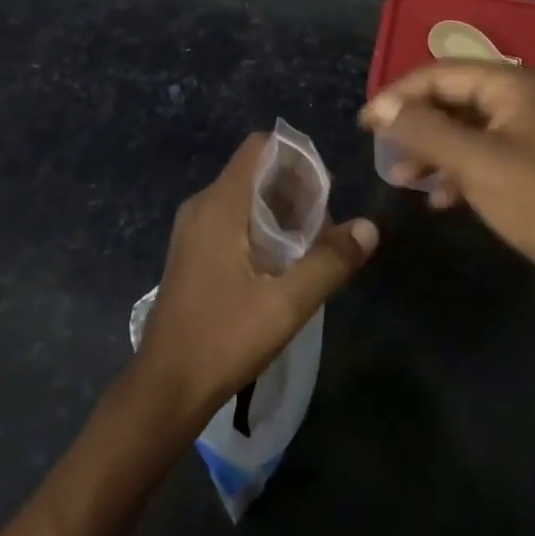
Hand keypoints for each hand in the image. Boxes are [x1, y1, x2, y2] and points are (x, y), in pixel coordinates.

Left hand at [133, 133, 378, 429]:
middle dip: (295, 188)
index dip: (296, 156)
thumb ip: (329, 262)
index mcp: (219, 205)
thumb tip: (369, 227)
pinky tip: (282, 263)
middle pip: (255, 172)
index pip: (259, 147)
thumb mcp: (286, 304)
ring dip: (281, 211)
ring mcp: (193, 231)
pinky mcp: (192, 253)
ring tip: (312, 244)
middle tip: (326, 224)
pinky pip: (232, 220)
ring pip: (245, 198)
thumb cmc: (223, 339)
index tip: (326, 187)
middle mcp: (202, 207)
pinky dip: (261, 227)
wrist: (165, 388)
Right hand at [362, 61, 534, 320]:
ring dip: (431, 152)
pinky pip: (482, 160)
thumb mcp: (476, 163)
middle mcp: (519, 102)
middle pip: (452, 100)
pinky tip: (438, 200)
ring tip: (402, 179)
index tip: (364, 123)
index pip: (440, 73)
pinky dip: (456, 175)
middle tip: (381, 150)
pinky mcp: (531, 171)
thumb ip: (425, 130)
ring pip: (464, 133)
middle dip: (415, 124)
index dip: (398, 94)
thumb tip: (382, 107)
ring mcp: (527, 137)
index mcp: (510, 86)